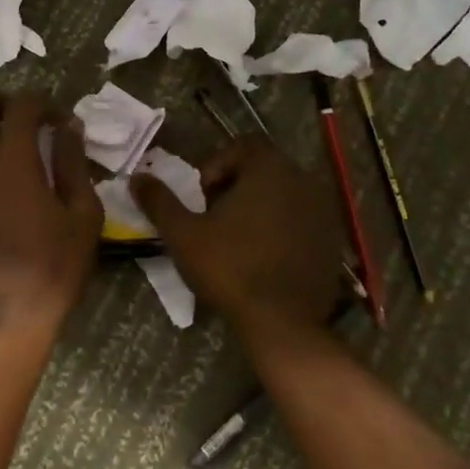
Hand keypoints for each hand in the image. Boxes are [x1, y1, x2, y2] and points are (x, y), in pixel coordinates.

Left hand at [0, 92, 101, 330]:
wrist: (8, 314)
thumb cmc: (55, 265)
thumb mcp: (82, 214)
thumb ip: (74, 163)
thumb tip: (69, 128)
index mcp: (12, 161)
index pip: (20, 106)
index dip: (43, 102)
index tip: (60, 120)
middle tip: (26, 118)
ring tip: (20, 152)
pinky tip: (7, 183)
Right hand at [131, 138, 348, 331]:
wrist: (281, 321)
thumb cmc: (229, 268)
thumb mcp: (183, 234)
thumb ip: (159, 201)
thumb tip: (137, 177)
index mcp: (269, 169)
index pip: (242, 146)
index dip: (217, 166)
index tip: (202, 197)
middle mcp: (303, 181)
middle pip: (264, 169)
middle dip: (236, 188)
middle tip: (215, 219)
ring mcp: (323, 211)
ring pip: (283, 196)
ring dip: (259, 209)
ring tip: (237, 240)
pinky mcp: (332, 241)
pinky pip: (301, 222)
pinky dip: (281, 230)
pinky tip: (264, 259)